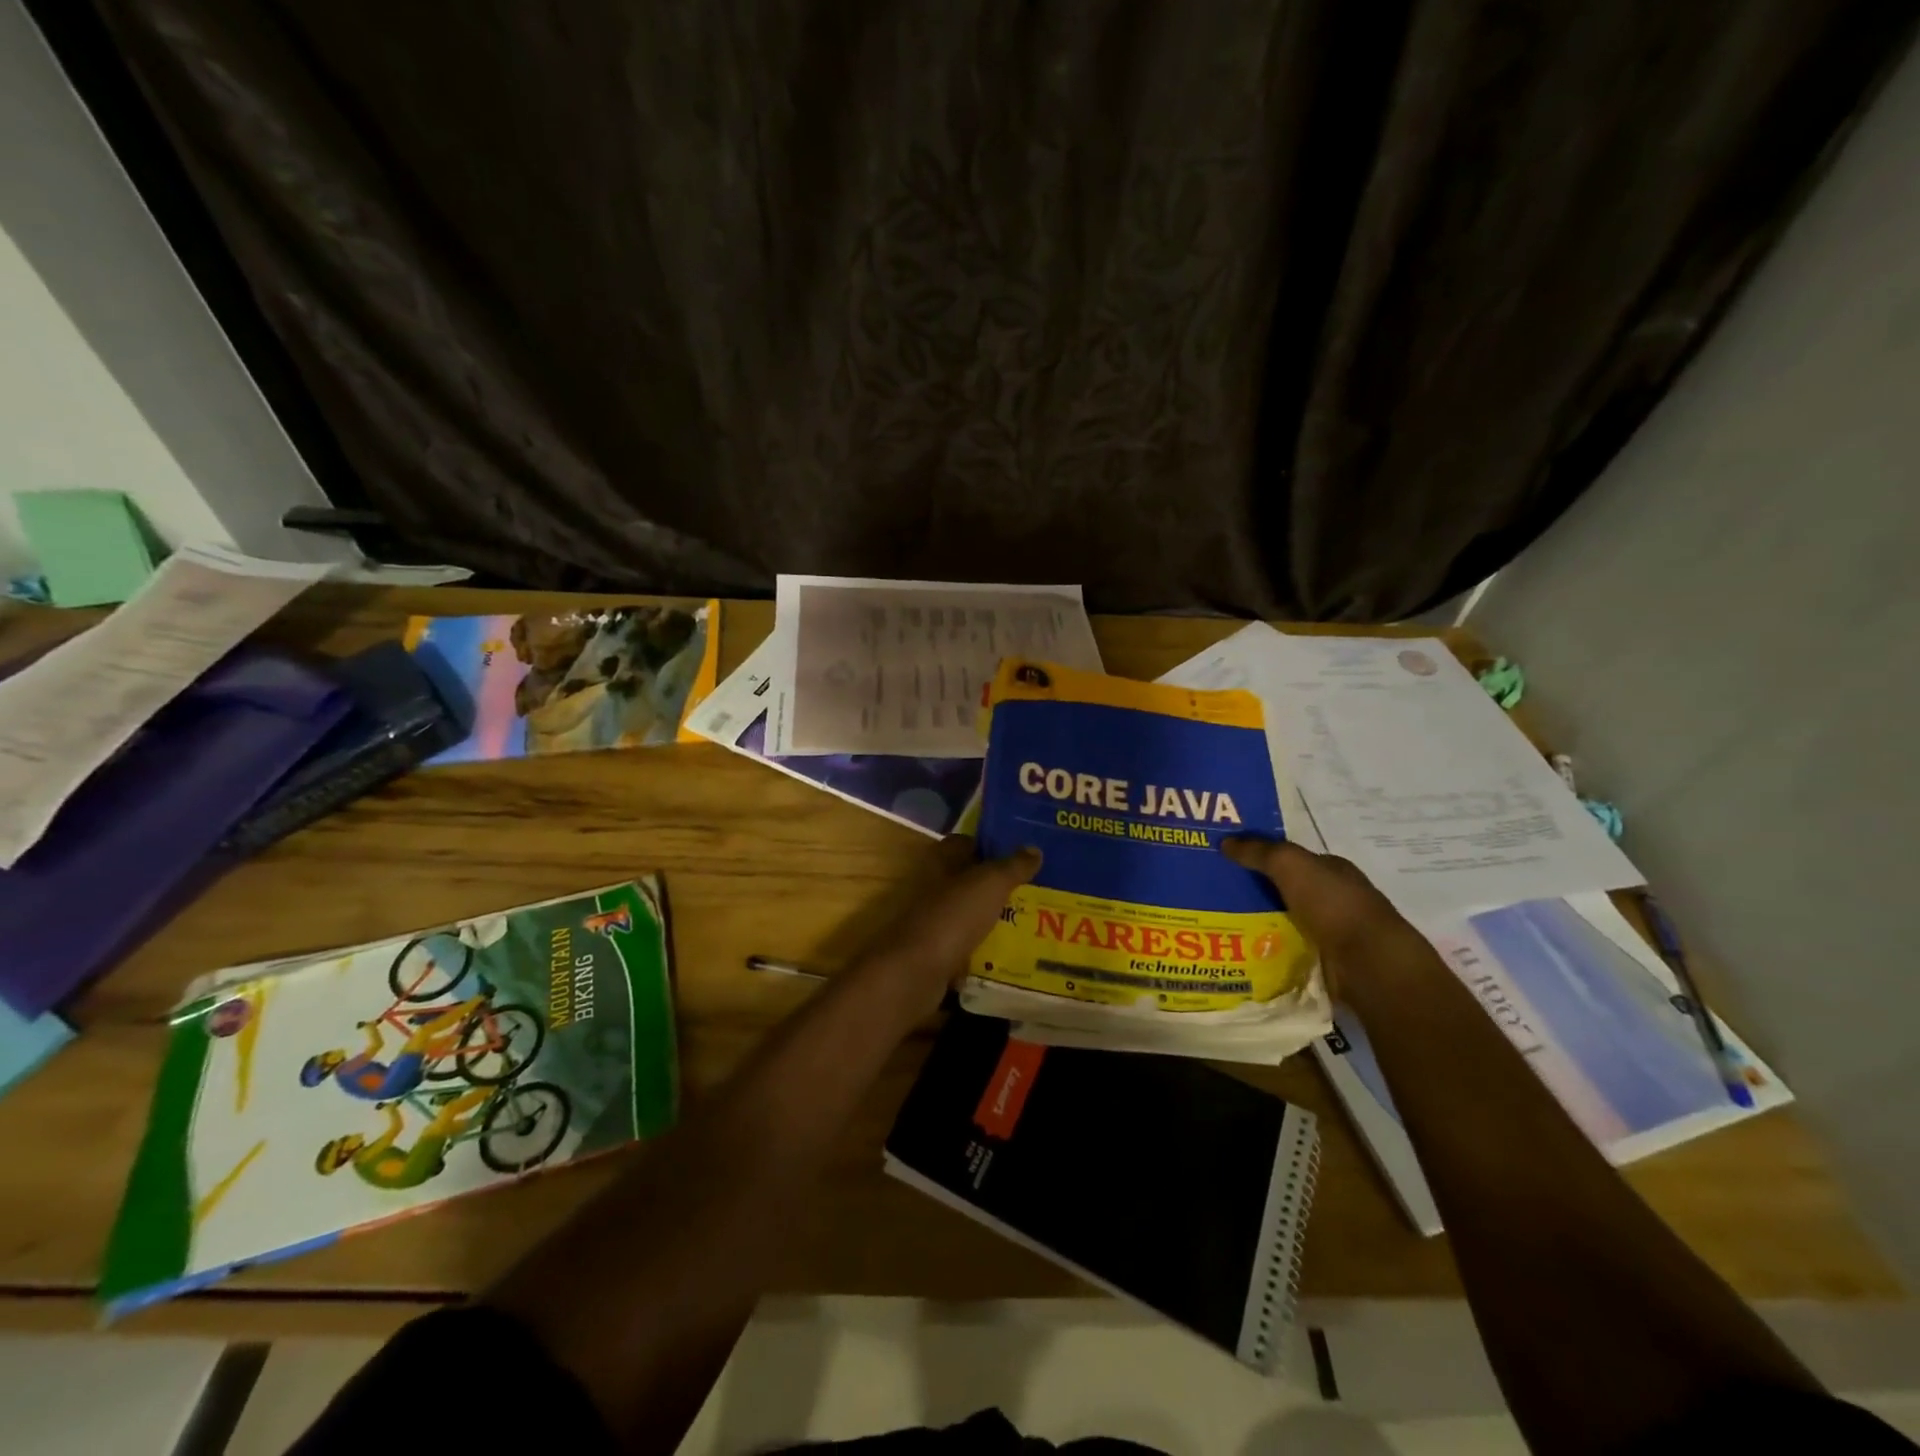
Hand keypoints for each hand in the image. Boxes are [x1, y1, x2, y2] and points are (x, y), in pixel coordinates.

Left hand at [855, 837, 1041, 1014]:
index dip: (989, 844)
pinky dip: (981, 951)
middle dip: (994, 885)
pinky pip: (963, 946)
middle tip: (1032, 890)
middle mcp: (931, 888)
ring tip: (1027, 923)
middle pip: (966, 879)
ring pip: (965, 914)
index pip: (963, 843)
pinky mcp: (932, 953)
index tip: (1019, 854)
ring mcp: (930, 922)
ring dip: (989, 918)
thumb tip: (1034, 849)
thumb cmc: (952, 917)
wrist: (915, 972)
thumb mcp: (990, 885)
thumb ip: (1012, 867)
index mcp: (940, 863)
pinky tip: (1007, 955)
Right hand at [1223, 837, 1425, 977]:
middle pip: (1285, 889)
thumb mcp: (1290, 864)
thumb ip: (1258, 851)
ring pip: (1284, 920)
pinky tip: (1241, 949)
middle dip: (1255, 891)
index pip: (1291, 859)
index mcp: (1331, 869)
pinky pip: (1287, 949)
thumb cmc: (1332, 903)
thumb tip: (1225, 841)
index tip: (1226, 861)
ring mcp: (1330, 931)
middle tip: (1213, 893)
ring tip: (1218, 923)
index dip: (1260, 857)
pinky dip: (1268, 949)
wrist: (1368, 962)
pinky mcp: (1325, 961)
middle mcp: (1333, 897)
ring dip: (1259, 922)